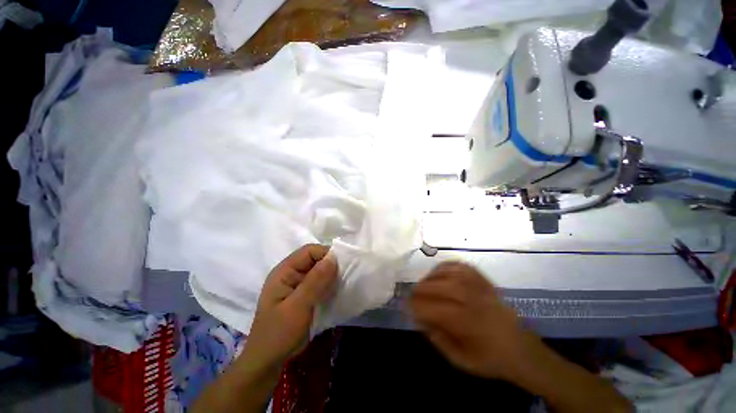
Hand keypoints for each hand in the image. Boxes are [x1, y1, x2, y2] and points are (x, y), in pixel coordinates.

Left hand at [242, 244, 337, 371]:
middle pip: (315, 259)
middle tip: (345, 277)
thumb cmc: (279, 334)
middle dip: (331, 265)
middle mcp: (291, 273)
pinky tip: (337, 292)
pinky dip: (329, 285)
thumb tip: (333, 257)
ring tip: (343, 284)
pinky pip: (320, 283)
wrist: (268, 362)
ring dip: (332, 276)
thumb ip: (315, 281)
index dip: (326, 254)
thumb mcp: (297, 307)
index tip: (342, 266)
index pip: (309, 251)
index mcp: (284, 271)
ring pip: (319, 271)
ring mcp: (297, 284)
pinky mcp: (304, 294)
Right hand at [410, 262, 536, 380]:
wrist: (523, 350)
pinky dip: (446, 266)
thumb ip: (437, 339)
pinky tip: (440, 273)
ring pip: (448, 273)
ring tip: (425, 284)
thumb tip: (420, 319)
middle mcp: (472, 299)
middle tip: (413, 294)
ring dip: (431, 277)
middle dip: (420, 289)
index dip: (416, 306)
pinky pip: (460, 266)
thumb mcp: (461, 360)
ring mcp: (479, 286)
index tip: (408, 307)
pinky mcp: (484, 280)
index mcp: (466, 322)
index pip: (432, 307)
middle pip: (438, 286)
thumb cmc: (490, 359)